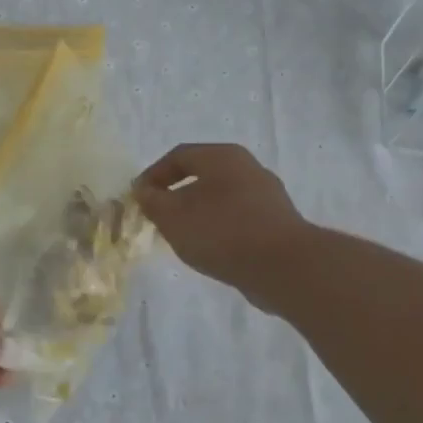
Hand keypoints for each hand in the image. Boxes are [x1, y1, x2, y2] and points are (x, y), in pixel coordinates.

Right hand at [133, 143, 307, 305]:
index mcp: (222, 156)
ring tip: (182, 235)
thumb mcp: (172, 216)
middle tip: (158, 215)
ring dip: (197, 212)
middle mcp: (248, 167)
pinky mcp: (277, 222)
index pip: (178, 155)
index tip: (138, 197)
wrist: (283, 267)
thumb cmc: (221, 232)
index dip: (153, 174)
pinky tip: (211, 248)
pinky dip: (219, 227)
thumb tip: (144, 190)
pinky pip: (238, 217)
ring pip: (221, 197)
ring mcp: (267, 195)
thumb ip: (152, 201)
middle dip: (176, 193)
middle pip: (202, 174)